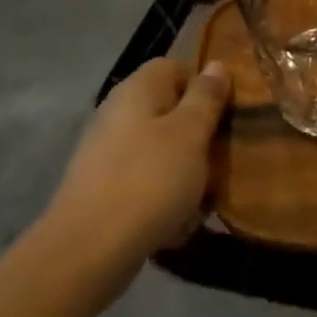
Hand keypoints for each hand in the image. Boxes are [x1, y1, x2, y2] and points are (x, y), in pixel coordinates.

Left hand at [35, 58, 228, 298]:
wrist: (88, 250)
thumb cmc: (149, 180)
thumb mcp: (191, 134)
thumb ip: (206, 97)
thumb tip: (216, 65)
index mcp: (138, 89)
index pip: (176, 67)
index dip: (206, 86)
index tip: (229, 113)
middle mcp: (118, 113)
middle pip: (170, 112)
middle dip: (199, 136)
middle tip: (222, 159)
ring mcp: (107, 153)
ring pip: (161, 151)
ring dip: (186, 172)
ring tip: (204, 200)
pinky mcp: (103, 189)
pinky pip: (145, 183)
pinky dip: (164, 199)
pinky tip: (177, 225)